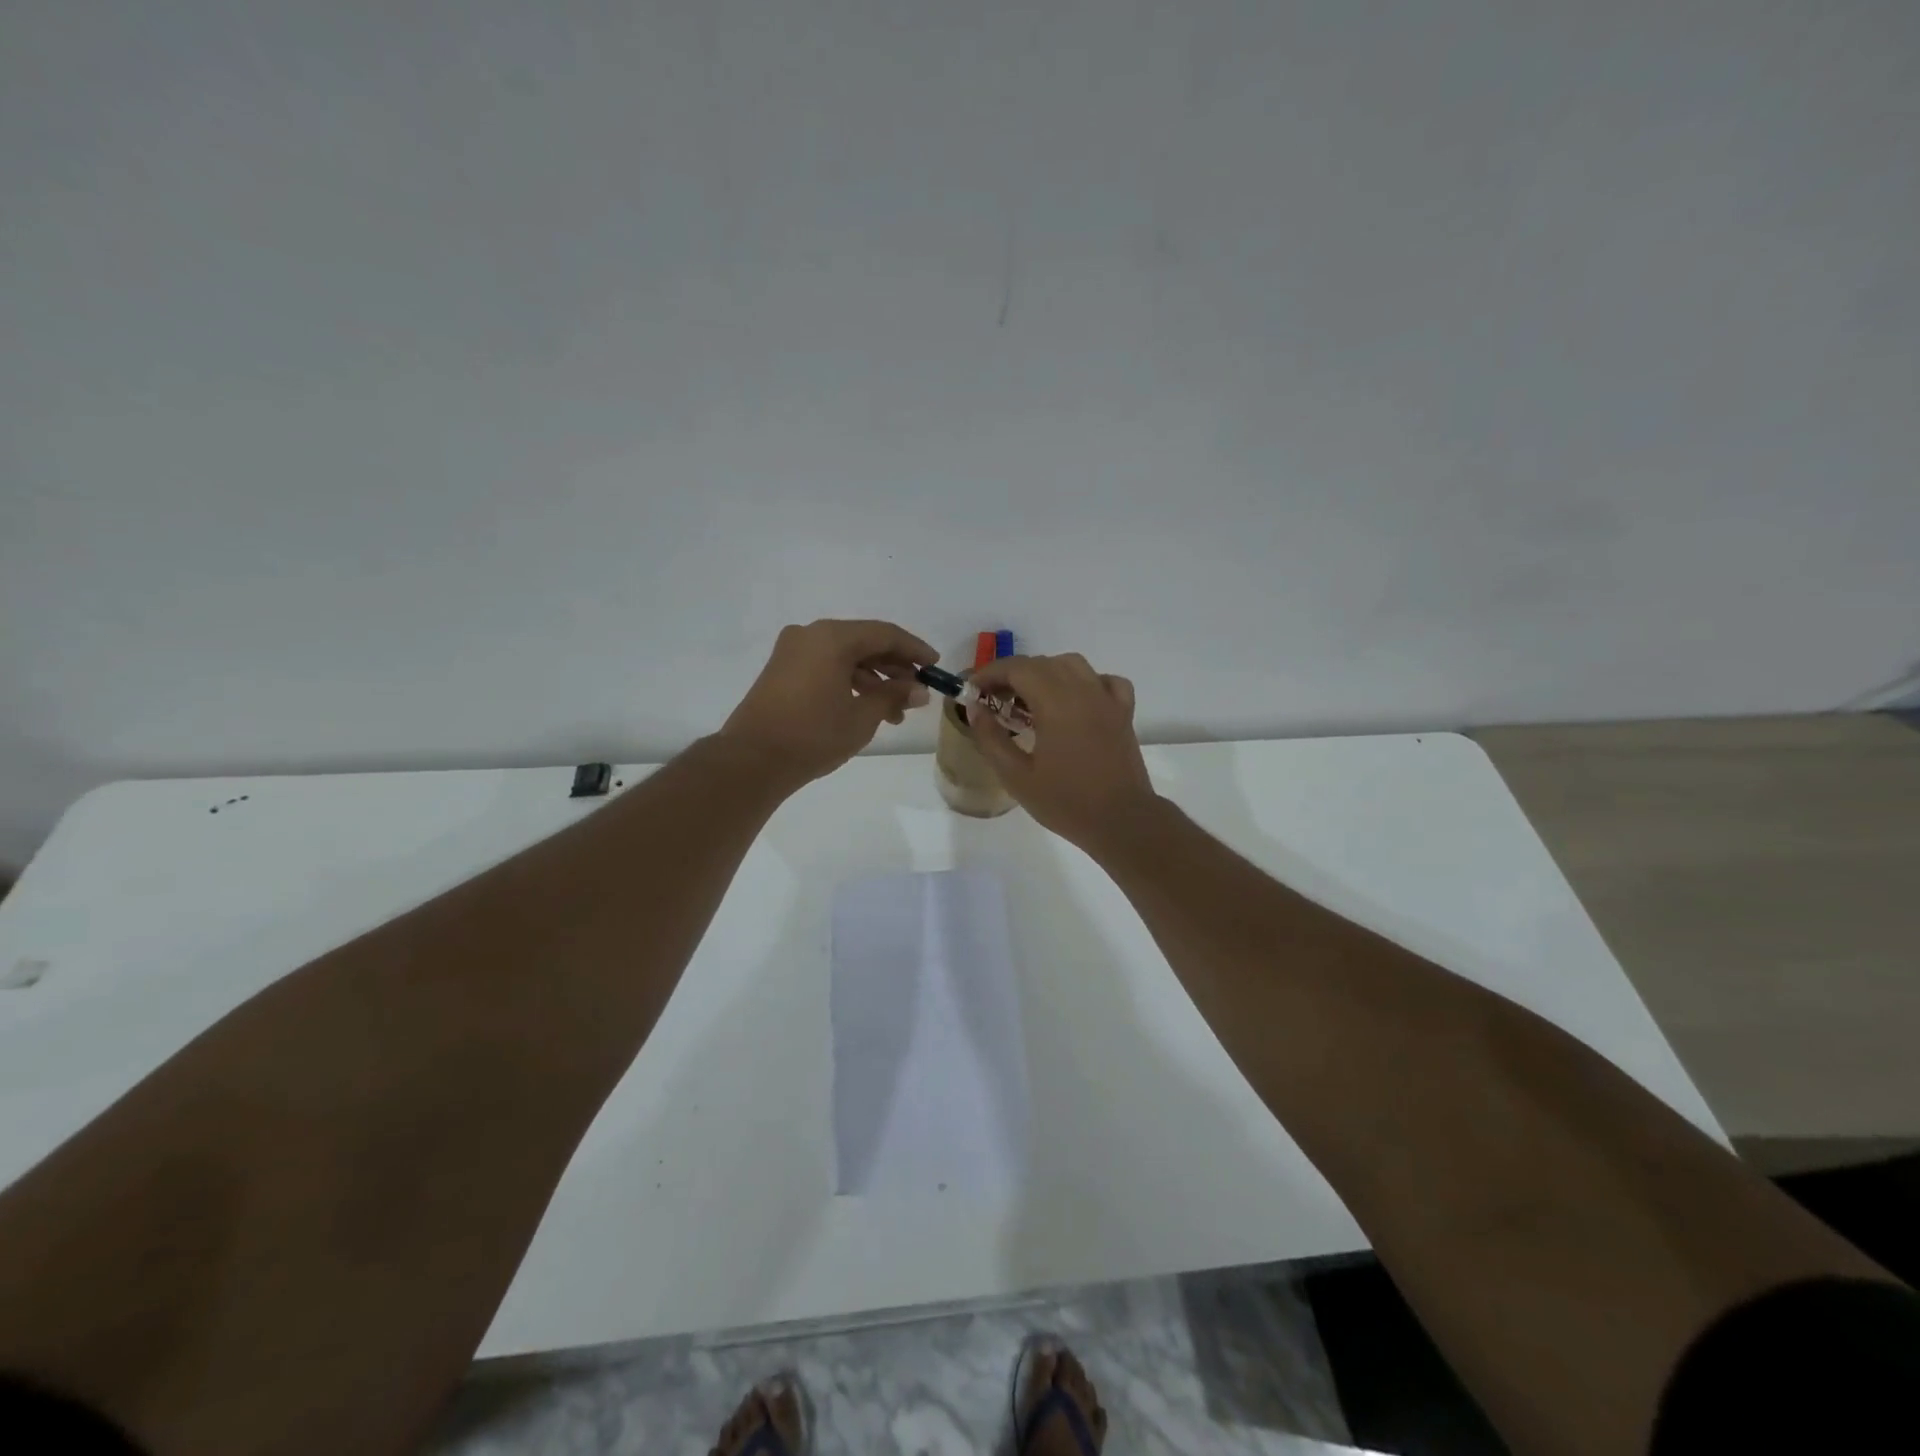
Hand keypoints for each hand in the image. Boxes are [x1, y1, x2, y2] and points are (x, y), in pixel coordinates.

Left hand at [719, 619, 936, 788]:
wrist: (752, 760)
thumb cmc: (813, 735)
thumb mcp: (862, 717)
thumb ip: (893, 696)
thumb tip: (919, 689)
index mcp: (832, 637)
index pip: (885, 634)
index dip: (914, 650)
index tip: (935, 666)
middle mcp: (811, 634)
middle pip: (864, 642)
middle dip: (894, 668)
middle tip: (917, 693)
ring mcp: (793, 651)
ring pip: (845, 656)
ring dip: (874, 680)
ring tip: (896, 712)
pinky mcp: (782, 670)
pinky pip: (826, 666)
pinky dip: (849, 682)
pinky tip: (867, 707)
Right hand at [970, 653, 1158, 850]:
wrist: (1121, 822)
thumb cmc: (1066, 802)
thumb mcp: (1016, 777)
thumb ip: (991, 738)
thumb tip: (975, 708)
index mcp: (1055, 703)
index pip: (1017, 668)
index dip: (990, 673)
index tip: (973, 690)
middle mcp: (1082, 690)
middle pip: (1042, 663)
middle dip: (1012, 674)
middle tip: (994, 700)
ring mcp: (1107, 699)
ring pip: (1072, 664)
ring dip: (1045, 672)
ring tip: (1030, 699)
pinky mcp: (1124, 712)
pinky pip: (1104, 680)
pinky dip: (1085, 681)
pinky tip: (1076, 700)